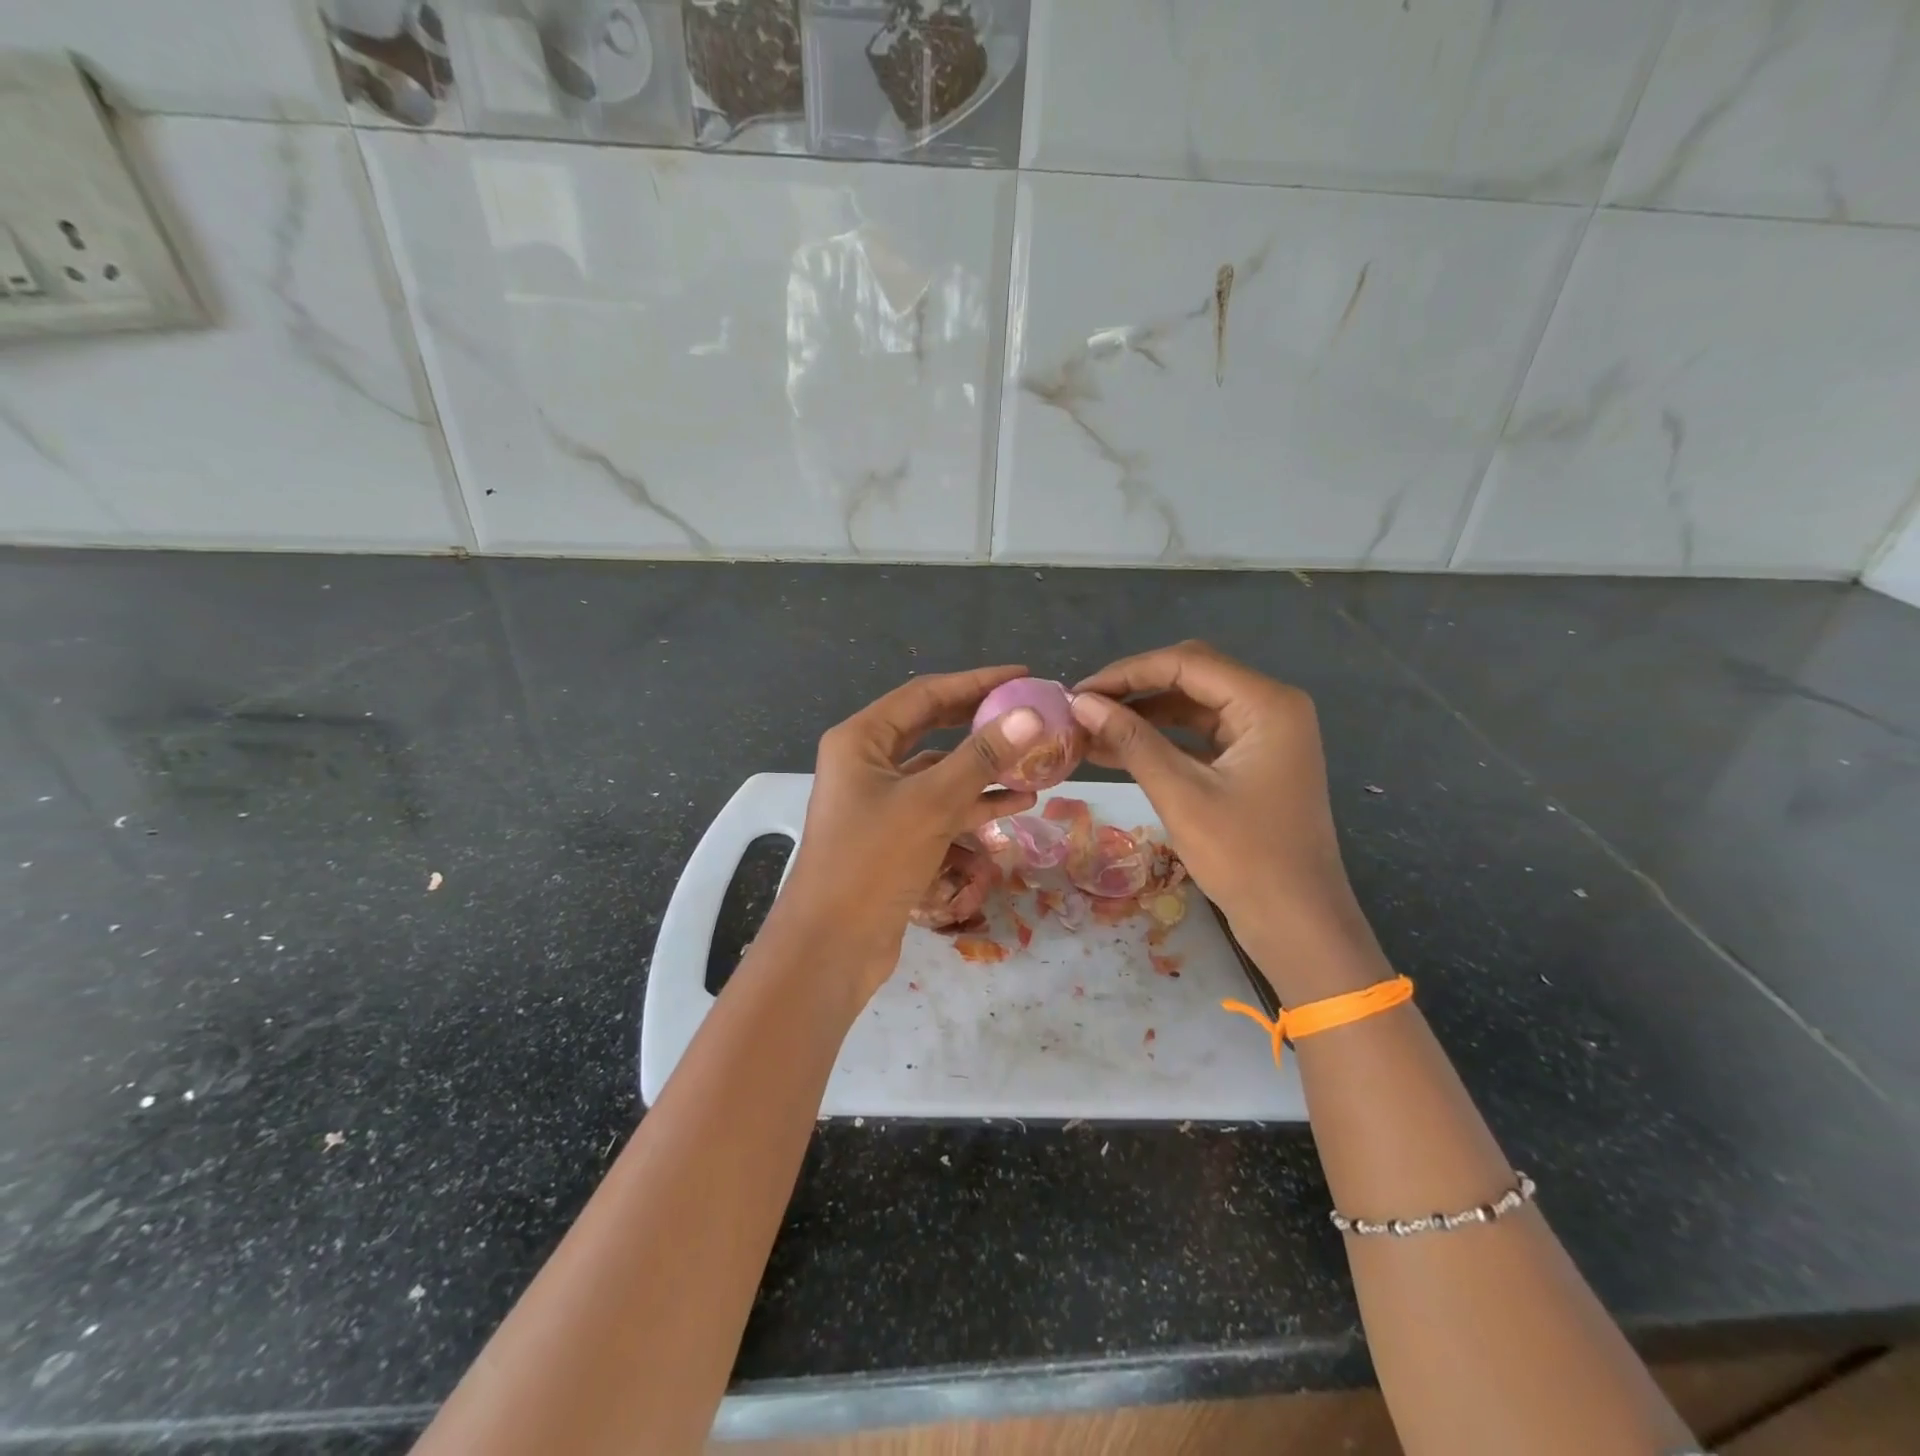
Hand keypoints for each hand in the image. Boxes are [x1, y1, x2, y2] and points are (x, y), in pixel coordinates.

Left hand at [773, 666, 1044, 1001]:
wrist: (830, 947)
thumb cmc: (871, 862)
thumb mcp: (931, 803)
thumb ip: (982, 757)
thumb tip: (1030, 714)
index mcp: (861, 739)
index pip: (925, 694)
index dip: (976, 681)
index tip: (1023, 675)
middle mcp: (867, 762)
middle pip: (934, 729)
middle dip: (982, 723)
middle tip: (1030, 715)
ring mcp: (880, 801)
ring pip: (941, 771)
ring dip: (985, 768)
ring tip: (1036, 764)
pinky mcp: (894, 836)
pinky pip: (939, 807)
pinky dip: (974, 804)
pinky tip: (1017, 804)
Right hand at [1072, 642, 1385, 1000]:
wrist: (1298, 926)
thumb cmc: (1245, 858)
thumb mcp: (1180, 794)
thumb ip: (1131, 740)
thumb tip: (1080, 703)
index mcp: (1267, 703)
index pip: (1186, 662)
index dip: (1126, 673)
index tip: (1077, 693)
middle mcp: (1271, 707)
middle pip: (1191, 676)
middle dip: (1133, 689)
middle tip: (1082, 707)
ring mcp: (1264, 735)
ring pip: (1192, 706)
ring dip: (1142, 715)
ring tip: (1089, 730)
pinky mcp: (1253, 761)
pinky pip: (1199, 736)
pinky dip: (1161, 740)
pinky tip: (1116, 750)